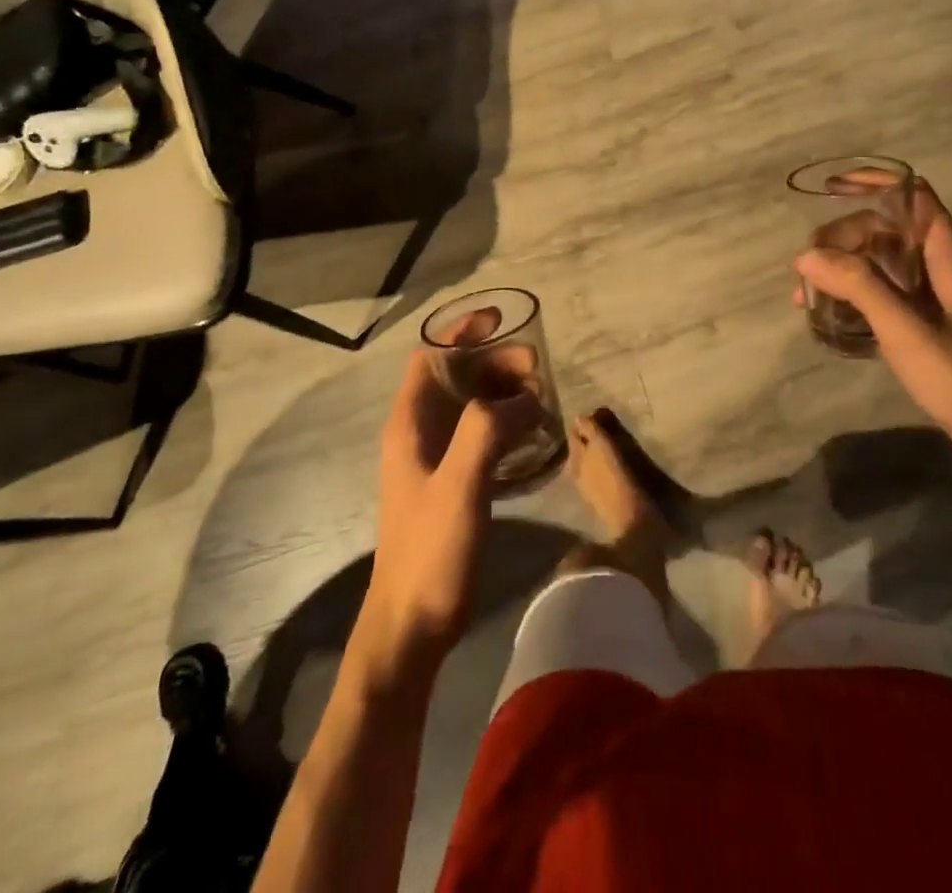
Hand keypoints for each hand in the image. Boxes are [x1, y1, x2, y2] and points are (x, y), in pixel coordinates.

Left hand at [358, 350, 534, 682]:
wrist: (410, 628)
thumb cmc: (431, 553)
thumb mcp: (460, 486)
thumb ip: (487, 431)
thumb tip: (525, 398)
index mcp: (410, 423)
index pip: (430, 356)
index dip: (462, 332)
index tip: (502, 321)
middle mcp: (418, 433)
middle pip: (455, 377)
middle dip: (495, 363)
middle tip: (537, 371)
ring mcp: (433, 460)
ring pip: (469, 406)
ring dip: (502, 393)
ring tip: (541, 399)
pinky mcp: (450, 484)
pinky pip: (479, 436)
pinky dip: (504, 424)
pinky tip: (533, 437)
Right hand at [795, 180, 951, 470]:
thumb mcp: (905, 327)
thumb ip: (858, 285)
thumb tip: (806, 256)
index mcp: (946, 252)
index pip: (912, 194)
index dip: (874, 183)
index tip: (831, 188)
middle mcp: (936, 263)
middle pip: (882, 228)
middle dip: (841, 237)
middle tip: (807, 266)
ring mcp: (926, 292)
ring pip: (875, 259)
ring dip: (838, 267)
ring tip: (804, 293)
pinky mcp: (916, 318)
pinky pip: (874, 289)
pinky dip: (847, 292)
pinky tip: (824, 311)